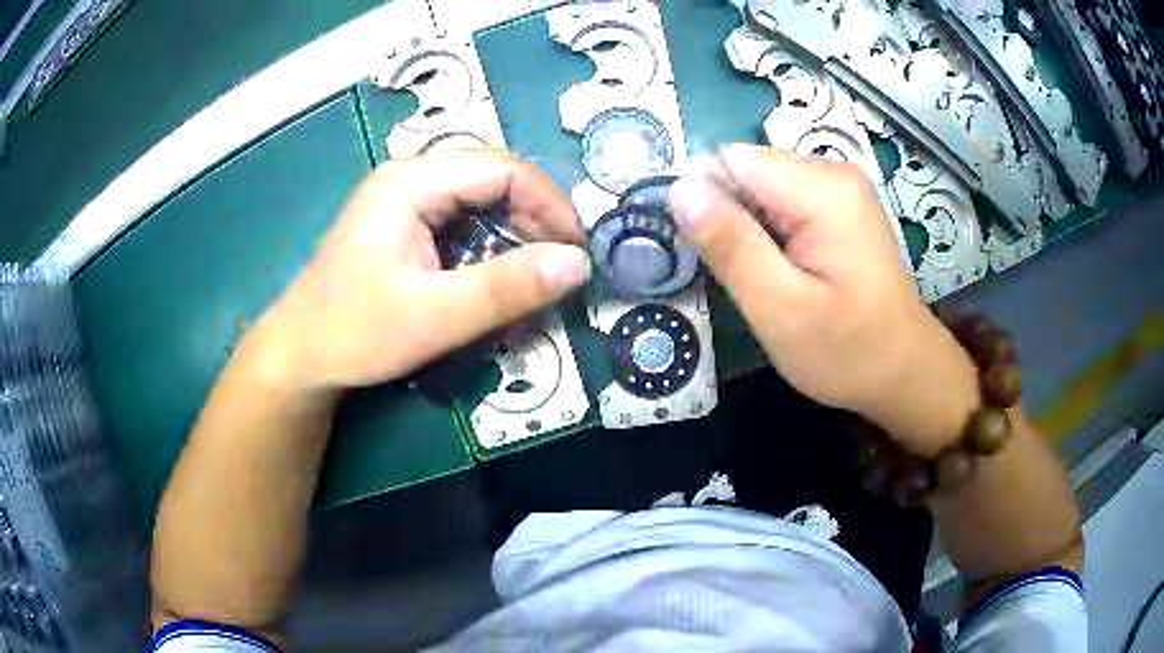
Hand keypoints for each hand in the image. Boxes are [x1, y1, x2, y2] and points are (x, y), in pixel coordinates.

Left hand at [251, 151, 589, 394]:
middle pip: (493, 181)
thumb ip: (506, 288)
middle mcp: (410, 179)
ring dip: (514, 239)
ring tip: (533, 281)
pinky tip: (496, 283)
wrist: (299, 357)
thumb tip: (578, 264)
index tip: (576, 251)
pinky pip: (461, 226)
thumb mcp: (434, 317)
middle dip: (534, 222)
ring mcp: (405, 202)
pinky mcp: (404, 228)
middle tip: (558, 270)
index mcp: (410, 182)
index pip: (501, 169)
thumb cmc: (354, 333)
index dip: (549, 204)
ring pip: (480, 204)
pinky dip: (488, 252)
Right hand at [667, 145, 978, 454]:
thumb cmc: (847, 351)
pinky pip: (783, 202)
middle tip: (739, 278)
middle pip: (747, 170)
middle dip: (727, 217)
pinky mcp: (840, 207)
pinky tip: (781, 272)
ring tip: (761, 280)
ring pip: (761, 187)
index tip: (703, 253)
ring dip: (747, 228)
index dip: (704, 201)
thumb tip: (679, 189)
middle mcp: (832, 173)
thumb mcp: (781, 309)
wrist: (904, 372)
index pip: (731, 161)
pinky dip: (769, 234)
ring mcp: (839, 188)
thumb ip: (731, 245)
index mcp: (822, 189)